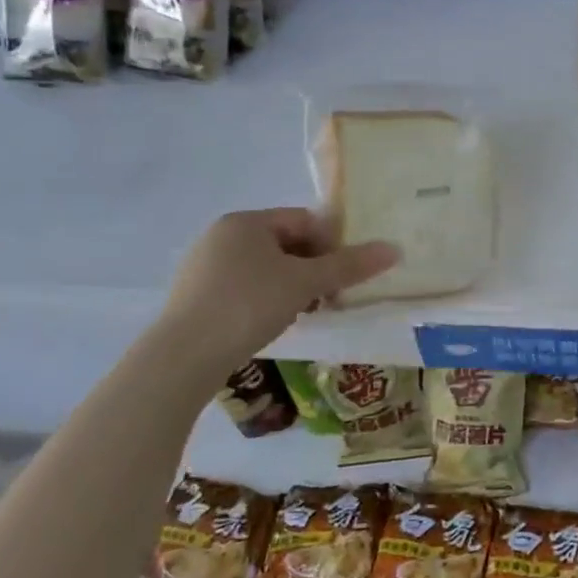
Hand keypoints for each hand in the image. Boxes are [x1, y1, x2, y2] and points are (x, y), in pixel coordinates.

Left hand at [157, 209, 399, 367]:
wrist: (183, 357)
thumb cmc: (248, 304)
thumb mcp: (306, 283)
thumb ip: (350, 265)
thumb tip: (395, 249)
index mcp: (246, 221)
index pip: (304, 220)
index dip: (332, 244)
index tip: (345, 274)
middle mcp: (221, 236)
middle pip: (285, 243)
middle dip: (313, 268)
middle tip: (330, 297)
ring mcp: (203, 267)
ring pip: (265, 268)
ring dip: (292, 286)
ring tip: (305, 313)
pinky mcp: (194, 297)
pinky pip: (244, 288)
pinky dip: (266, 300)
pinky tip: (272, 324)